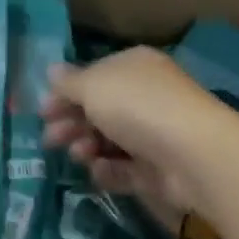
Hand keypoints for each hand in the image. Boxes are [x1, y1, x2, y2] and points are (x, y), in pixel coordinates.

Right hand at [40, 47, 234, 234]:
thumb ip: (67, 82)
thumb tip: (51, 70)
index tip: (43, 112)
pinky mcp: (160, 168)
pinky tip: (98, 171)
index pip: (92, 77)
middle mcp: (145, 96)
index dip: (64, 94)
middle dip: (70, 124)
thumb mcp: (92, 86)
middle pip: (97, 110)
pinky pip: (125, 168)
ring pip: (108, 140)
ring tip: (79, 155)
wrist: (195, 154)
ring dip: (86, 146)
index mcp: (132, 68)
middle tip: (50, 140)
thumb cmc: (137, 106)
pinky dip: (108, 170)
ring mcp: (154, 133)